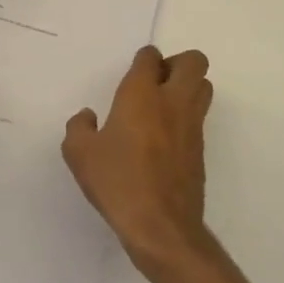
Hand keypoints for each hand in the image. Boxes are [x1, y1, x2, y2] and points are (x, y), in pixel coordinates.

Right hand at [63, 45, 214, 273]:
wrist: (160, 225)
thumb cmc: (117, 182)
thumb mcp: (79, 154)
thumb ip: (79, 128)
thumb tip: (88, 117)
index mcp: (141, 95)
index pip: (150, 57)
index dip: (143, 60)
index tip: (131, 76)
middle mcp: (173, 101)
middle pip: (193, 61)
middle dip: (177, 63)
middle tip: (155, 83)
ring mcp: (192, 125)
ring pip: (204, 86)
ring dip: (188, 87)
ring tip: (162, 108)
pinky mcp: (200, 149)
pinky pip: (199, 117)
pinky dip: (187, 117)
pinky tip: (164, 139)